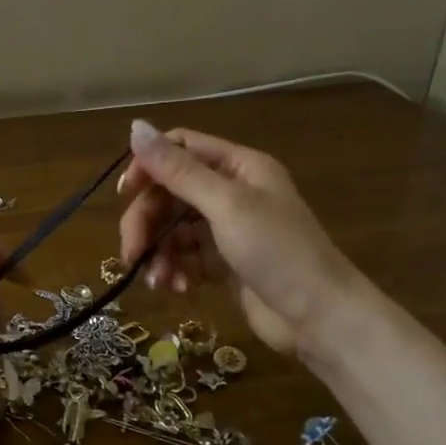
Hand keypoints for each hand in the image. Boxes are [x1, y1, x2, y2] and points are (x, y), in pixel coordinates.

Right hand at [117, 120, 359, 357]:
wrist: (319, 318)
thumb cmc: (277, 251)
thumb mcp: (226, 205)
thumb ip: (179, 170)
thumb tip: (135, 126)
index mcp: (238, 167)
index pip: (180, 149)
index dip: (149, 166)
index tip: (126, 194)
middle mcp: (231, 192)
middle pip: (170, 193)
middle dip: (147, 222)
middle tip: (132, 253)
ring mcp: (227, 229)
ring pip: (172, 229)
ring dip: (158, 253)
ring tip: (159, 280)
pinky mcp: (223, 264)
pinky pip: (185, 257)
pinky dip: (174, 271)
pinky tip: (177, 289)